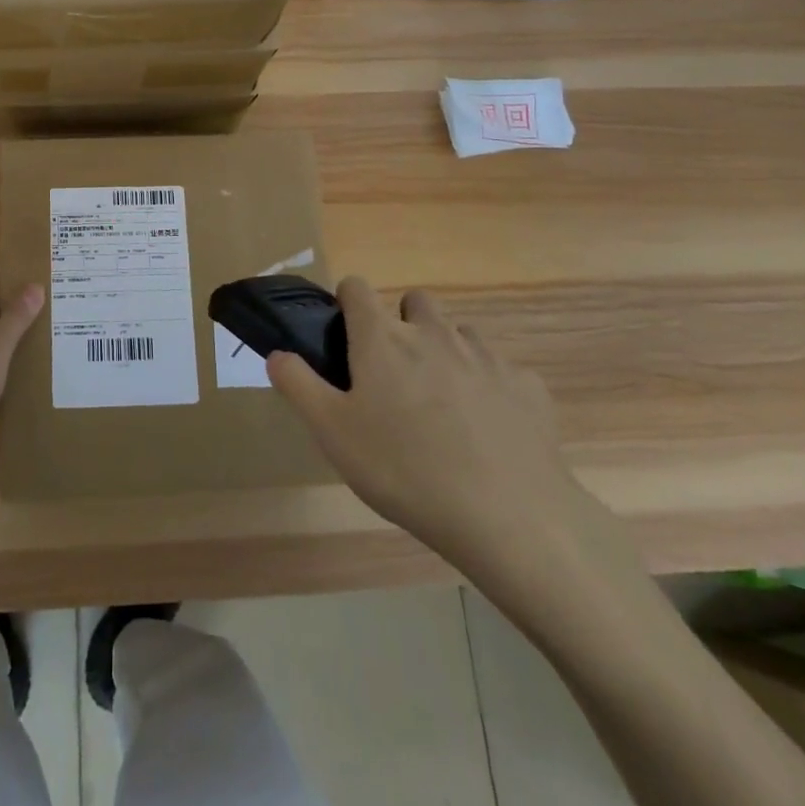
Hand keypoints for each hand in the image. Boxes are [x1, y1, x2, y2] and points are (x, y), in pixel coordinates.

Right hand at [268, 279, 585, 578]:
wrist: (510, 518)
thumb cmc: (405, 470)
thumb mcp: (332, 433)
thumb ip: (298, 385)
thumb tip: (277, 353)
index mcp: (383, 338)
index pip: (356, 287)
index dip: (347, 303)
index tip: (346, 337)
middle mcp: (434, 333)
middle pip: (415, 300)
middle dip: (403, 323)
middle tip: (395, 375)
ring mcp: (486, 356)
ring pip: (460, 333)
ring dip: (446, 352)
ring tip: (442, 405)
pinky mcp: (527, 387)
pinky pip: (502, 371)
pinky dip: (490, 387)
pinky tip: (488, 430)